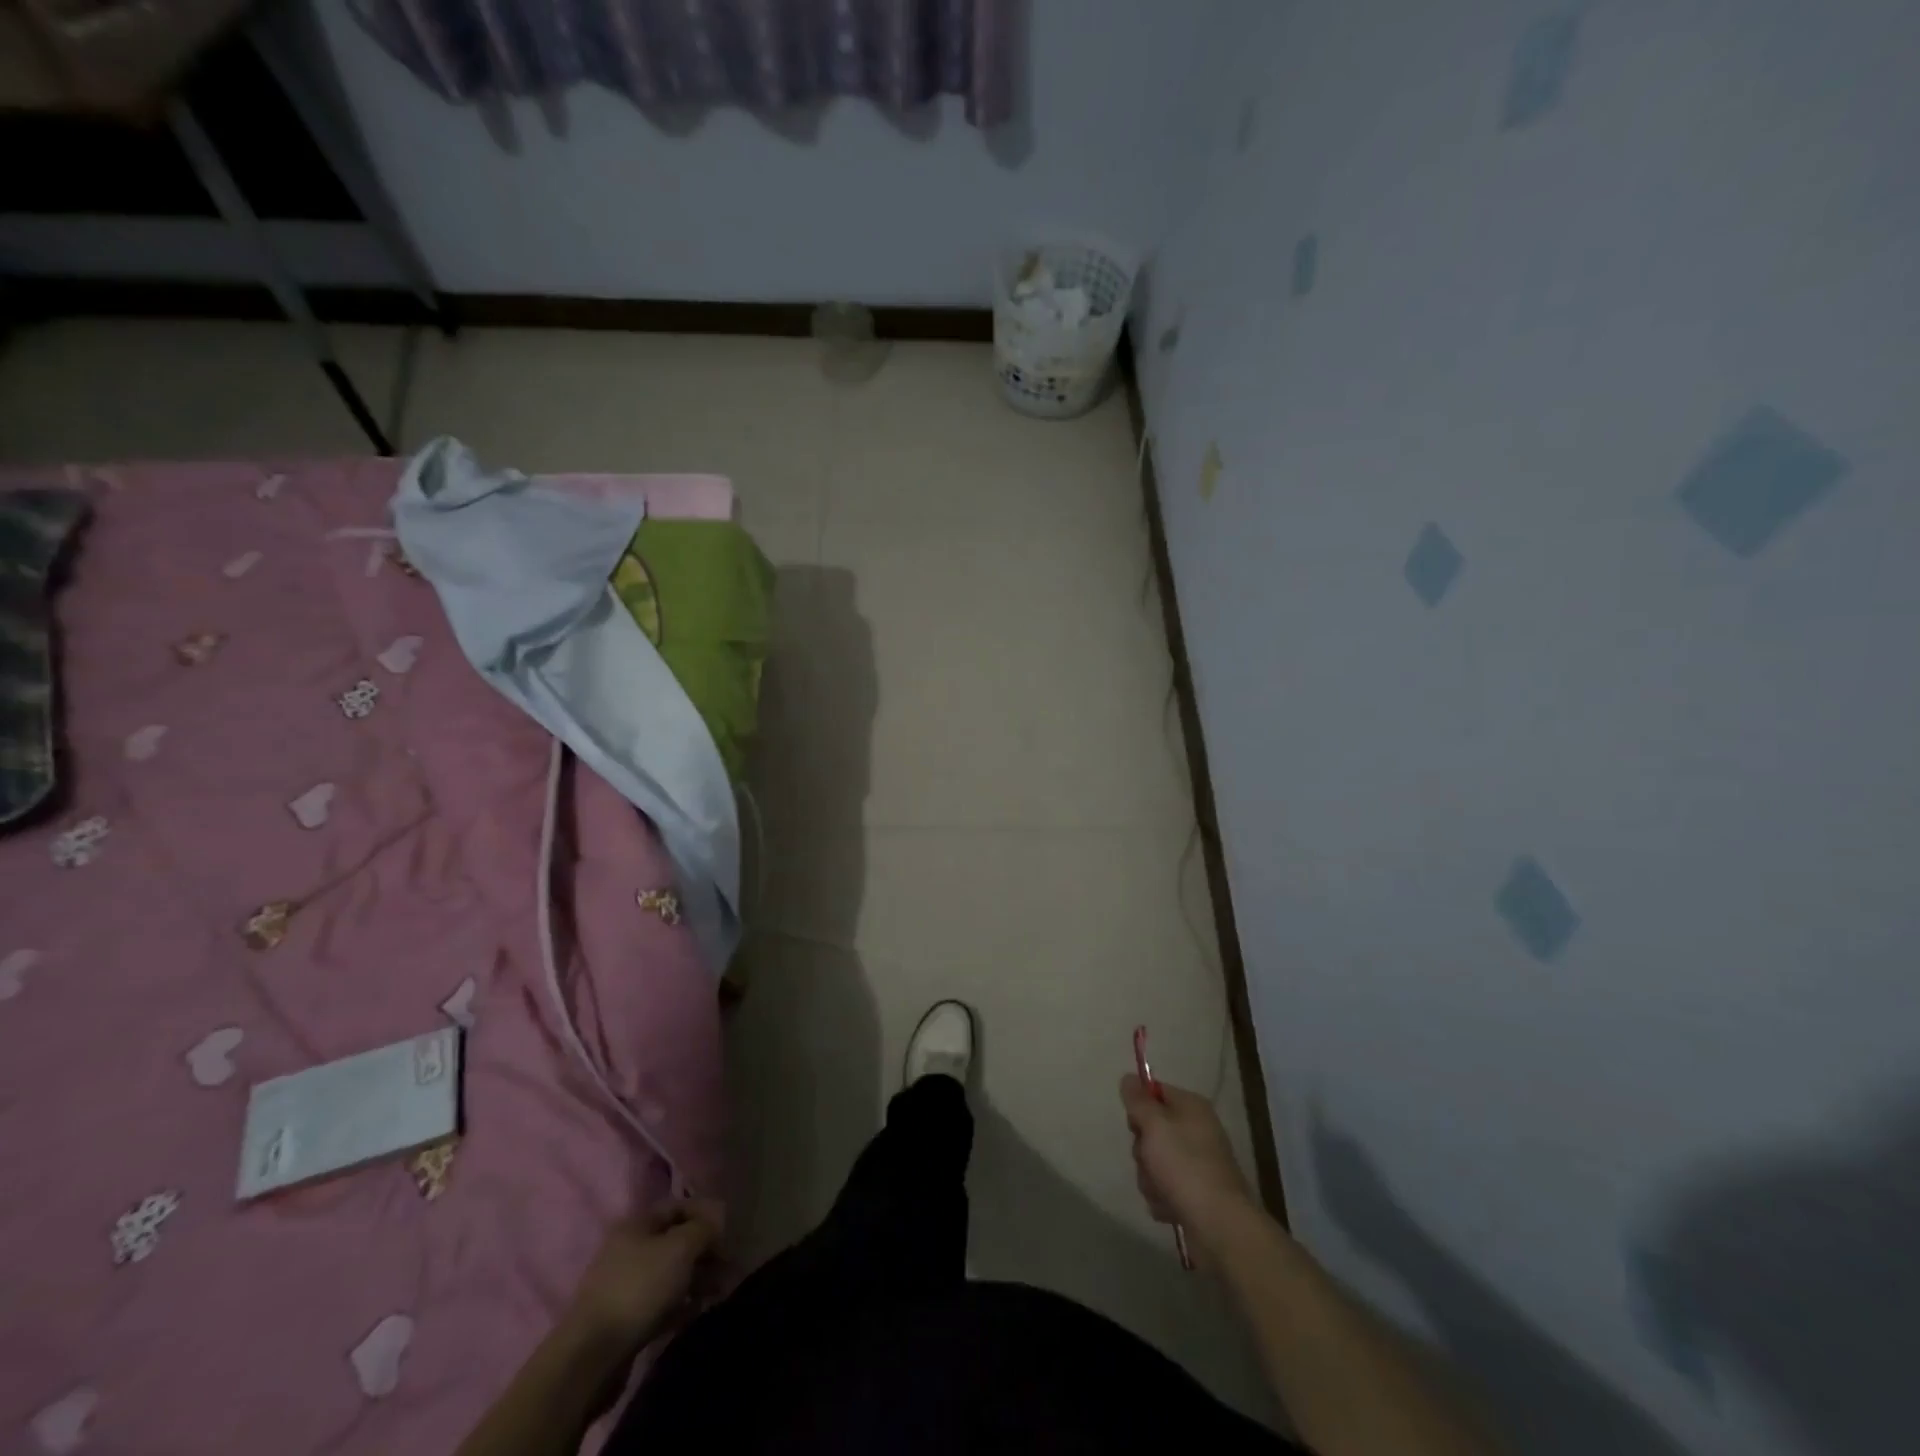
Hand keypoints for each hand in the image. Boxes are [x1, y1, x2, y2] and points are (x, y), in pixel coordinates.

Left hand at [566, 1198, 723, 1351]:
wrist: (591, 1357)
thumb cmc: (639, 1288)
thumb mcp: (680, 1247)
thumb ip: (704, 1228)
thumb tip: (716, 1223)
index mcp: (637, 1224)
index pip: (678, 1206)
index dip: (706, 1214)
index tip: (728, 1232)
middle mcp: (629, 1249)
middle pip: (676, 1241)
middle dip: (705, 1251)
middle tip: (729, 1267)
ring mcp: (625, 1285)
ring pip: (671, 1274)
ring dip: (697, 1279)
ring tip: (719, 1292)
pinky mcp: (626, 1319)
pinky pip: (661, 1303)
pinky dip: (681, 1304)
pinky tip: (697, 1312)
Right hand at [1120, 1074, 1252, 1251]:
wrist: (1219, 1225)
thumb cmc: (1185, 1166)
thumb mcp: (1154, 1124)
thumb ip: (1138, 1100)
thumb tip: (1128, 1077)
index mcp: (1192, 1108)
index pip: (1155, 1092)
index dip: (1139, 1107)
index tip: (1135, 1124)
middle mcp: (1197, 1131)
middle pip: (1152, 1130)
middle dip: (1143, 1150)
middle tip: (1148, 1159)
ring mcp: (1197, 1164)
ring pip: (1154, 1162)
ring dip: (1149, 1177)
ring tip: (1161, 1190)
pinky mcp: (1195, 1194)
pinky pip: (1165, 1188)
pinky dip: (1162, 1198)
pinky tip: (1168, 1207)